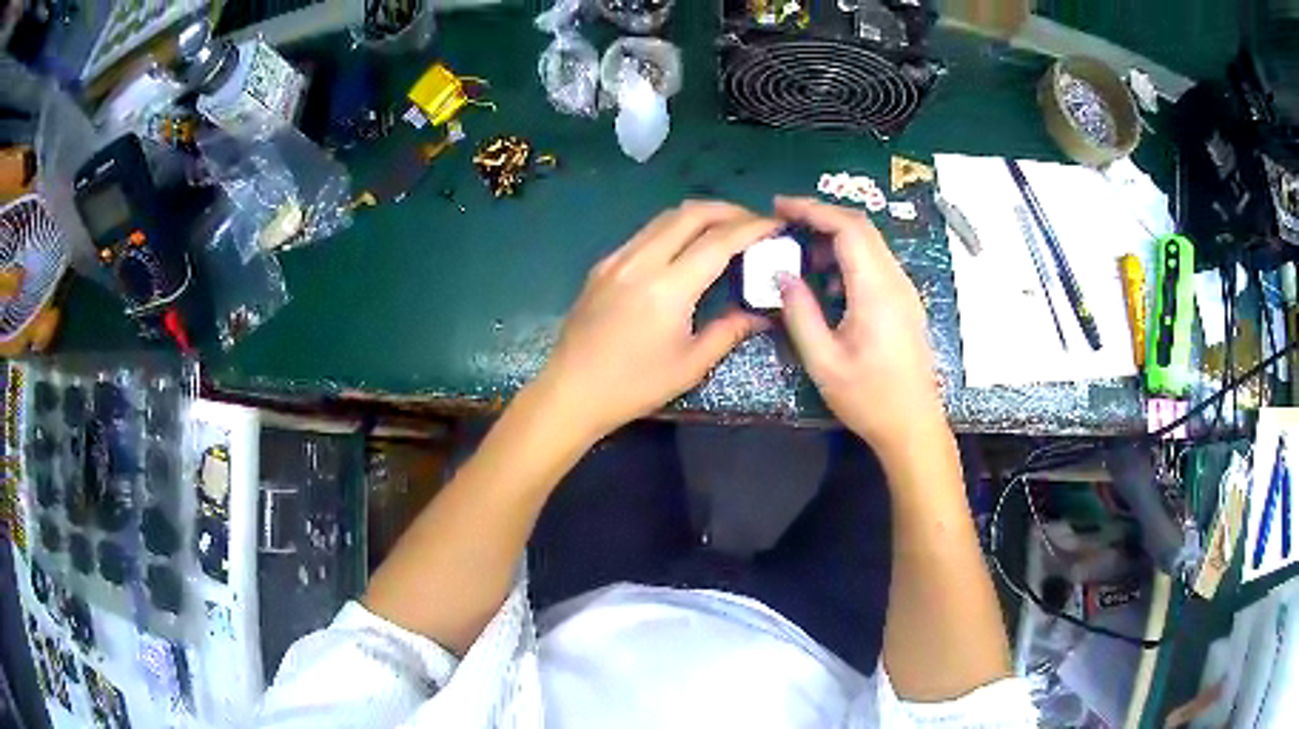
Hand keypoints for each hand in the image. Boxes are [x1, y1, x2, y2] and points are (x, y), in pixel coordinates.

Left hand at [533, 201, 780, 441]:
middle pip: (691, 213)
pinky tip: (684, 247)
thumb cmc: (634, 386)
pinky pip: (645, 233)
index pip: (719, 241)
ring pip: (665, 218)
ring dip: (699, 215)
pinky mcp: (602, 265)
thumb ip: (729, 331)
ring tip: (724, 229)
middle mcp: (641, 261)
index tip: (776, 224)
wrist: (571, 391)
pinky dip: (673, 229)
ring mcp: (617, 259)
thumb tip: (761, 314)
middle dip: (728, 210)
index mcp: (668, 287)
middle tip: (753, 222)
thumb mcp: (690, 365)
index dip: (752, 227)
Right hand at [774, 197, 944, 459]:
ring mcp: (904, 291)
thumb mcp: (823, 361)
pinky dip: (849, 258)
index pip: (847, 229)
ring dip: (835, 238)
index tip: (779, 207)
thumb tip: (783, 274)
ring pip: (870, 244)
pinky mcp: (905, 302)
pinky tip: (828, 283)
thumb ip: (800, 313)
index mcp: (876, 291)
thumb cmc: (868, 398)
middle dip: (821, 216)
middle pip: (861, 228)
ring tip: (800, 255)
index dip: (812, 210)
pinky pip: (876, 264)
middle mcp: (895, 281)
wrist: (913, 425)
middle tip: (784, 222)